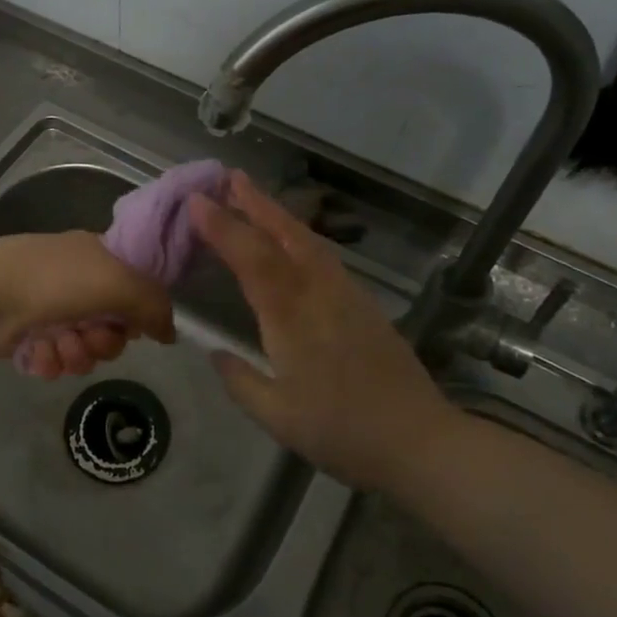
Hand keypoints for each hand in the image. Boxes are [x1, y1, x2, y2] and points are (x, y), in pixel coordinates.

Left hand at [0, 232, 174, 377]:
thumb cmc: (56, 280)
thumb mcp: (119, 282)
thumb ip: (154, 306)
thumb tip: (169, 333)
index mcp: (99, 257)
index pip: (135, 290)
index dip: (136, 313)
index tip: (130, 324)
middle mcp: (77, 282)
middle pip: (112, 329)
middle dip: (104, 341)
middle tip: (88, 336)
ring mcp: (50, 310)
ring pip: (84, 349)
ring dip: (76, 354)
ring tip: (57, 344)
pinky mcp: (27, 336)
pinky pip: (56, 361)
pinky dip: (49, 361)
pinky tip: (37, 352)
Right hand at [188, 172, 457, 490]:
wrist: (419, 440)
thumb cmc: (342, 431)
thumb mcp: (278, 417)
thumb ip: (240, 381)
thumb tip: (215, 353)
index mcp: (291, 315)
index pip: (251, 258)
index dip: (223, 227)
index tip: (197, 200)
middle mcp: (318, 292)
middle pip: (284, 234)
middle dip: (255, 203)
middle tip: (230, 177)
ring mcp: (345, 293)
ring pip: (308, 240)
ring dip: (278, 214)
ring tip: (255, 197)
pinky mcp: (363, 303)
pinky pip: (323, 255)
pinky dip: (300, 235)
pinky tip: (293, 240)